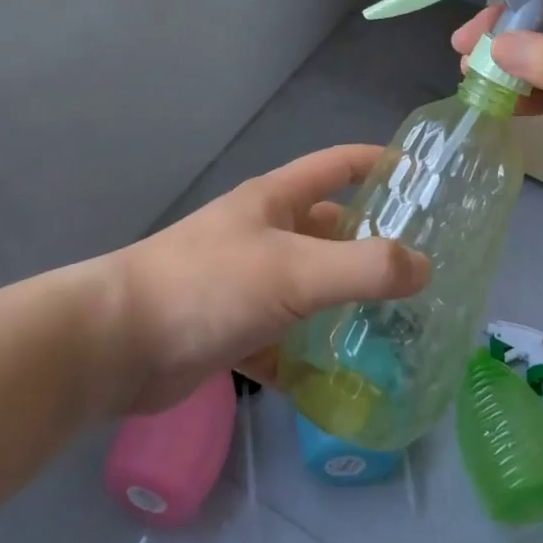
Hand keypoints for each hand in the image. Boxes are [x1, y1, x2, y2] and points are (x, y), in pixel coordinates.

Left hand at [106, 145, 429, 412]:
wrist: (117, 345)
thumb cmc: (209, 286)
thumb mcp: (295, 272)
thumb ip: (363, 268)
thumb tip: (424, 266)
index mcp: (276, 201)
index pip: (337, 165)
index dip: (378, 163)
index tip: (423, 177)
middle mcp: (264, 234)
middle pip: (329, 230)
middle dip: (372, 245)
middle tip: (424, 271)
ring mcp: (247, 283)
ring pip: (310, 287)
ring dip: (345, 304)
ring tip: (399, 327)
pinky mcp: (233, 329)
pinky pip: (286, 339)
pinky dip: (311, 356)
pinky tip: (344, 380)